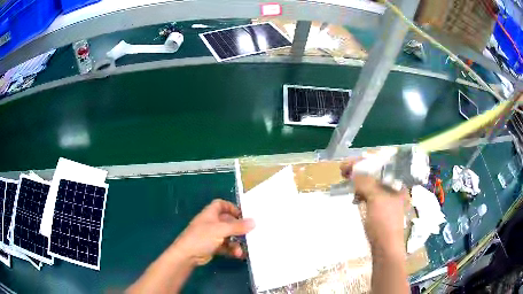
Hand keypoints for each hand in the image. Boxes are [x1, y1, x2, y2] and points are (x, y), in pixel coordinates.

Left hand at [172, 199, 254, 265]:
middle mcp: (211, 223)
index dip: (231, 207)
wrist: (187, 255)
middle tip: (249, 233)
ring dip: (236, 243)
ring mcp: (211, 236)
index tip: (243, 214)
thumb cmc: (202, 237)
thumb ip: (237, 226)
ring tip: (240, 250)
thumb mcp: (220, 230)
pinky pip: (226, 246)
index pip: (220, 204)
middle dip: (238, 228)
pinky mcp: (212, 247)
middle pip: (227, 222)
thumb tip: (254, 222)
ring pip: (228, 236)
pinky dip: (232, 250)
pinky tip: (238, 255)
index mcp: (210, 214)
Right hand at [340, 158, 405, 250]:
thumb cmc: (384, 222)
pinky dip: (361, 194)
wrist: (385, 248)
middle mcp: (394, 188)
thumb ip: (365, 181)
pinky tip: (355, 198)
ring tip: (347, 184)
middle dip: (359, 171)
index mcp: (397, 182)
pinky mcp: (380, 208)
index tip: (347, 165)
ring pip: (371, 184)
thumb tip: (353, 170)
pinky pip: (370, 195)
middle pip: (375, 173)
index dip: (363, 162)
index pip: (380, 164)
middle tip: (344, 172)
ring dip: (359, 182)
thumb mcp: (375, 198)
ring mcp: (387, 198)